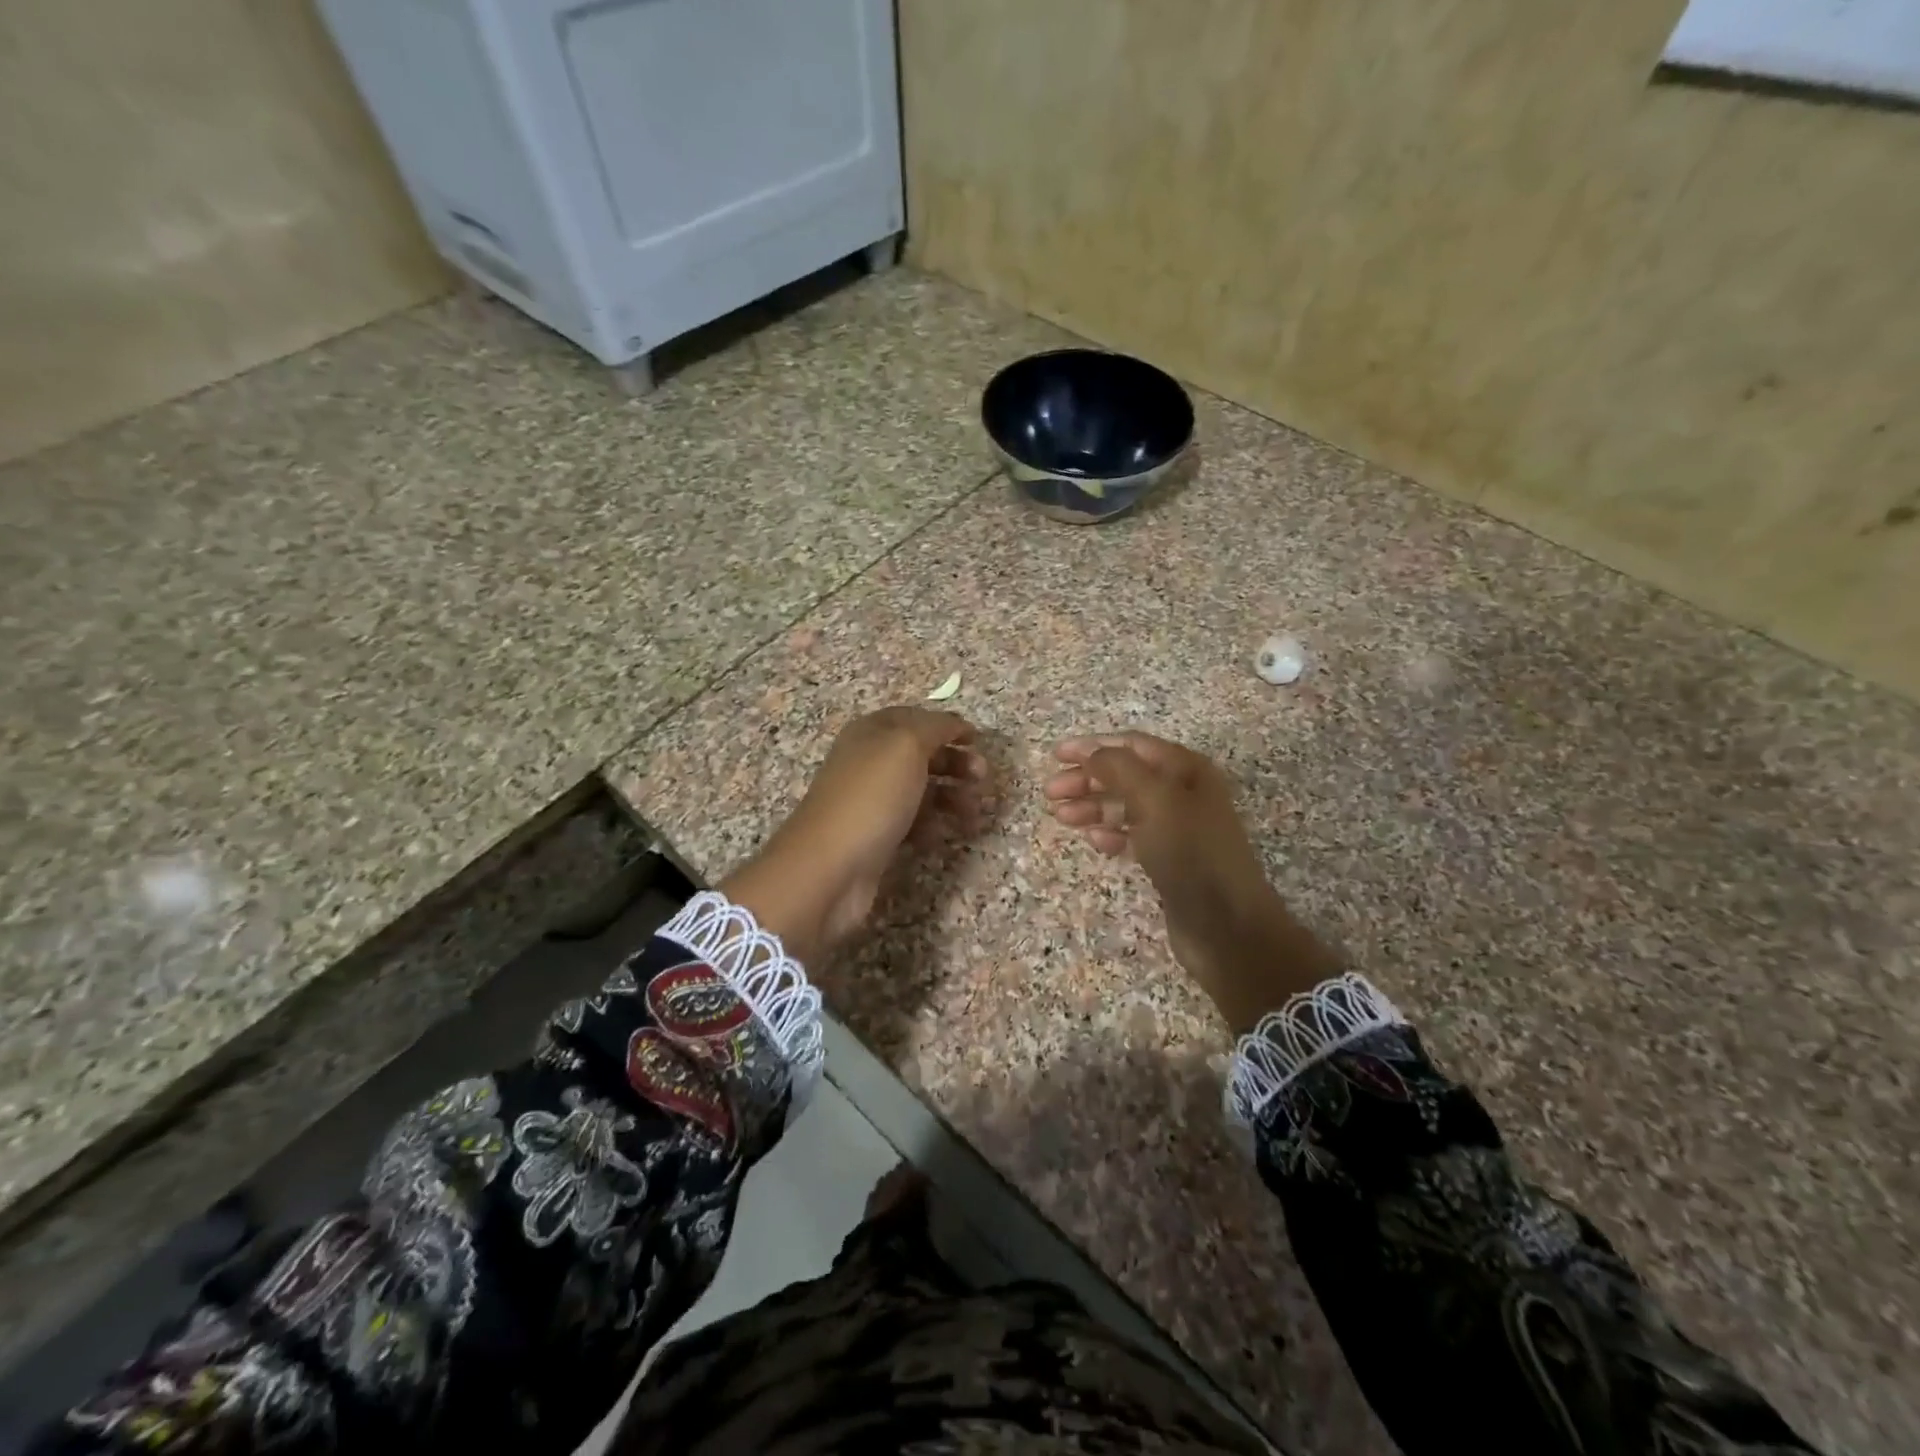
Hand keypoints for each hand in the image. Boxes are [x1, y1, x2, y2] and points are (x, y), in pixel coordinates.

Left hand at [722, 708, 987, 965]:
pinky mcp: (875, 837)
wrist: (830, 867)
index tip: (978, 741)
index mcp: (871, 733)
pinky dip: (931, 827)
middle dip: (955, 762)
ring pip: (920, 791)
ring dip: (951, 797)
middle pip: (920, 755)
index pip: (914, 718)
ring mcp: (871, 802)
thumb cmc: (871, 797)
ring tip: (973, 814)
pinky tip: (940, 836)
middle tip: (982, 778)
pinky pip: (911, 824)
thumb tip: (955, 723)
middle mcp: (869, 762)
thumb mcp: (906, 746)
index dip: (946, 725)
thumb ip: (935, 727)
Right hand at [1044, 732, 1341, 1030]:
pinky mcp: (1169, 860)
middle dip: (1087, 779)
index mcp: (1186, 770)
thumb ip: (1120, 769)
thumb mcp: (1155, 801)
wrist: (1227, 927)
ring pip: (1125, 806)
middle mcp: (1183, 793)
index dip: (1093, 746)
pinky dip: (1110, 834)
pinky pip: (1132, 836)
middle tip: (1051, 794)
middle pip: (1125, 775)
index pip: (1132, 745)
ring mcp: (1177, 828)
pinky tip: (1093, 841)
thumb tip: (1090, 753)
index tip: (1056, 755)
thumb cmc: (1191, 854)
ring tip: (1062, 817)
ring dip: (1092, 807)